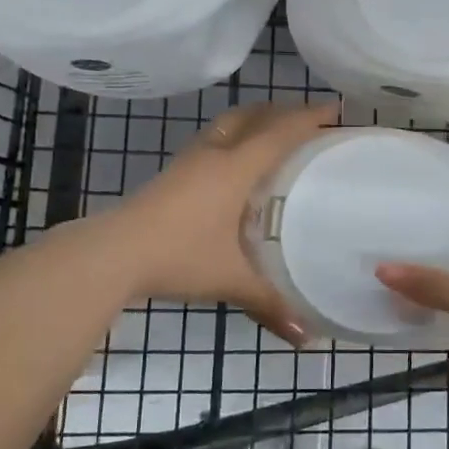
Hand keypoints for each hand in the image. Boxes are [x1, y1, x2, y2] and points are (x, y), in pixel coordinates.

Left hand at [112, 102, 338, 345]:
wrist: (113, 253)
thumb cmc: (179, 256)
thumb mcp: (229, 279)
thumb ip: (269, 303)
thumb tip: (307, 337)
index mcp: (235, 168)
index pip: (279, 132)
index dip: (308, 118)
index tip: (335, 111)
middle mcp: (213, 154)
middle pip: (252, 116)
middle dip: (281, 111)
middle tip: (308, 120)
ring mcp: (188, 161)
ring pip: (227, 125)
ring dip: (253, 121)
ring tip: (273, 136)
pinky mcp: (171, 174)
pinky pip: (212, 142)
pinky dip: (233, 140)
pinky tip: (235, 168)